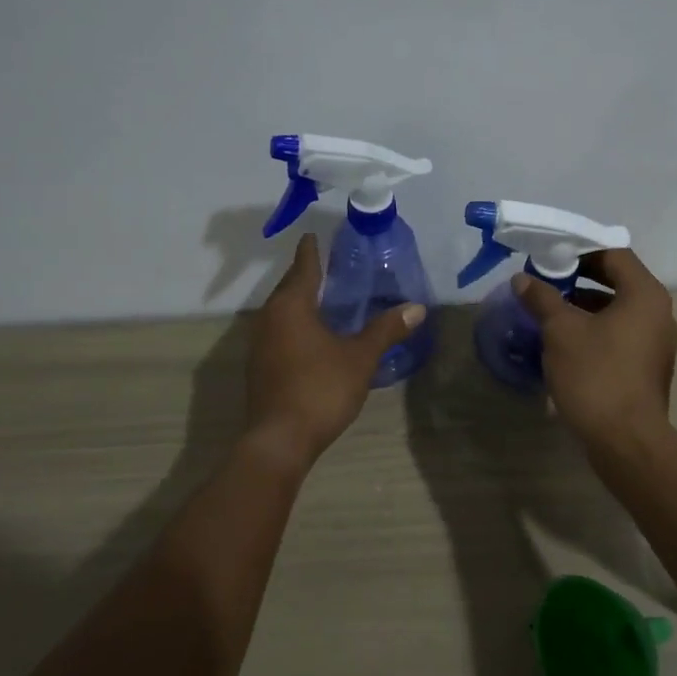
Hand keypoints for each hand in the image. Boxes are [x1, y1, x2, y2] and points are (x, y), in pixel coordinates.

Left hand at [244, 234, 427, 464]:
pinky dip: (295, 324)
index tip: (314, 236)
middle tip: (329, 266)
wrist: (279, 439)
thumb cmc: (320, 389)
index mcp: (292, 306)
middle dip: (307, 275)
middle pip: (289, 287)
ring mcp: (260, 343)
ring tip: (324, 298)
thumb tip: (417, 308)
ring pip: (282, 311)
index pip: (304, 267)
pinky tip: (312, 334)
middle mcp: (269, 317)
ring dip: (300, 302)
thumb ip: (386, 330)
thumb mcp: (360, 358)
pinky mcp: (259, 366)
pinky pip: (279, 331)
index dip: (311, 251)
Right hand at [514, 249, 676, 448]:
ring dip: (583, 306)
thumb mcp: (561, 331)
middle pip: (617, 281)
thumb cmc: (596, 375)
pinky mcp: (647, 367)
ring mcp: (656, 343)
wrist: (626, 441)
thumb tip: (522, 280)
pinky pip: (619, 334)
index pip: (614, 254)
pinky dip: (594, 330)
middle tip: (544, 280)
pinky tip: (563, 341)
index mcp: (645, 295)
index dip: (580, 250)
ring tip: (548, 310)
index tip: (549, 256)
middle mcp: (658, 313)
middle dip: (578, 278)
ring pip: (616, 310)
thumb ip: (542, 299)